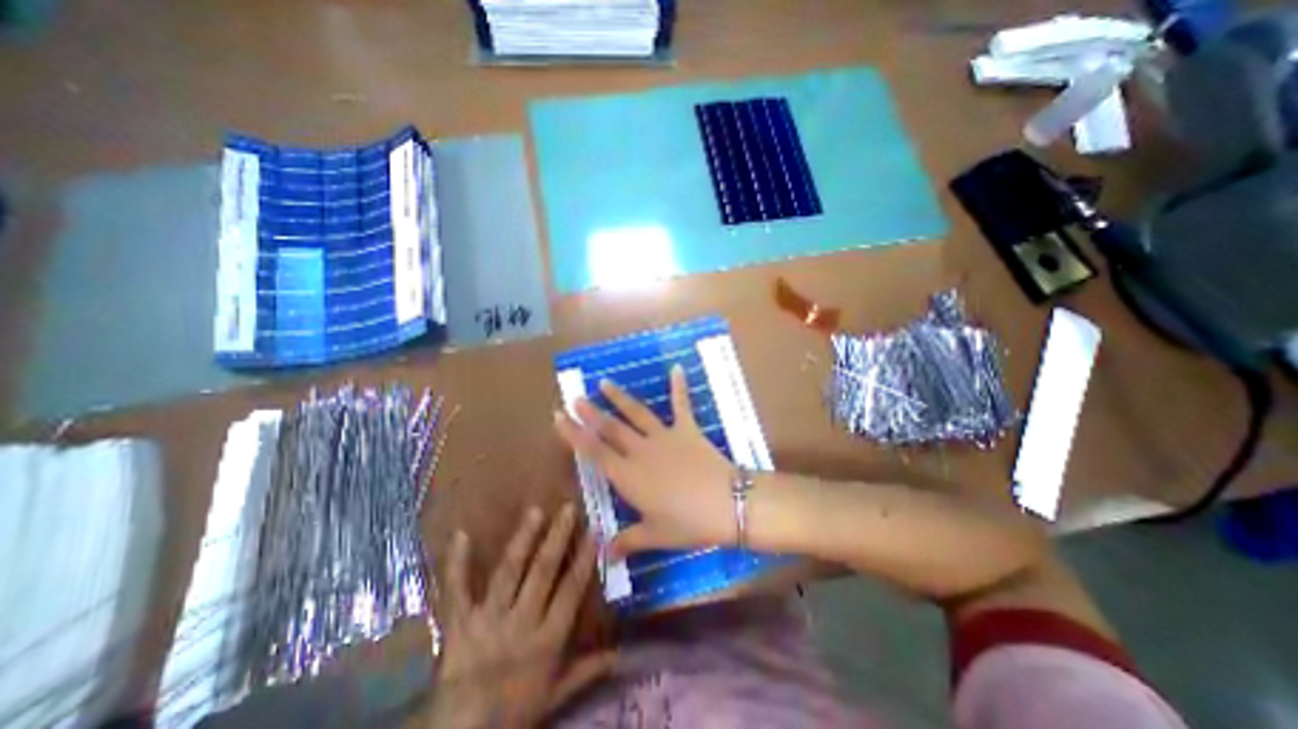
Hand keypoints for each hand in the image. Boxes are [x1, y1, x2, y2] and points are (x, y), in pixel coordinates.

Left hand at [433, 507, 613, 728]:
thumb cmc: (514, 711)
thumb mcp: (556, 694)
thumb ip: (587, 669)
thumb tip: (620, 653)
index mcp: (547, 638)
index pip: (571, 590)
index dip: (583, 560)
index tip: (593, 532)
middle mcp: (521, 622)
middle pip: (542, 572)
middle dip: (557, 538)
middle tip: (568, 509)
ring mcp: (488, 619)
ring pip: (509, 572)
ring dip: (523, 540)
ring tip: (535, 511)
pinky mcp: (459, 623)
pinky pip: (457, 590)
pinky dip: (457, 563)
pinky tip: (461, 534)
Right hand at [552, 365, 733, 556]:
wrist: (727, 504)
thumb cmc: (688, 523)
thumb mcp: (655, 536)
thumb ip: (627, 542)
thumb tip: (605, 557)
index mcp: (628, 476)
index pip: (593, 451)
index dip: (573, 434)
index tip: (559, 418)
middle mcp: (640, 451)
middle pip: (610, 428)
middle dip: (590, 413)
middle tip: (575, 397)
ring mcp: (664, 436)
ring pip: (636, 413)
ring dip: (619, 397)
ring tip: (603, 383)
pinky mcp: (687, 429)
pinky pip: (681, 404)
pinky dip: (679, 386)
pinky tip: (677, 368)